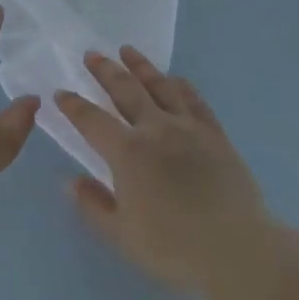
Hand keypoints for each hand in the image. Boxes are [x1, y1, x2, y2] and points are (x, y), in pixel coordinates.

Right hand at [55, 47, 271, 298]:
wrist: (237, 249)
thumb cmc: (174, 248)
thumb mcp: (122, 235)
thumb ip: (93, 205)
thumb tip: (70, 181)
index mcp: (128, 153)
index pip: (92, 121)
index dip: (74, 106)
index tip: (61, 93)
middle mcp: (155, 130)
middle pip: (126, 91)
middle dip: (105, 71)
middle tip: (92, 54)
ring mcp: (188, 128)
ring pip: (160, 87)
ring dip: (141, 66)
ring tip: (127, 50)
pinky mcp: (215, 134)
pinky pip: (195, 101)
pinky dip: (181, 85)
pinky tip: (175, 78)